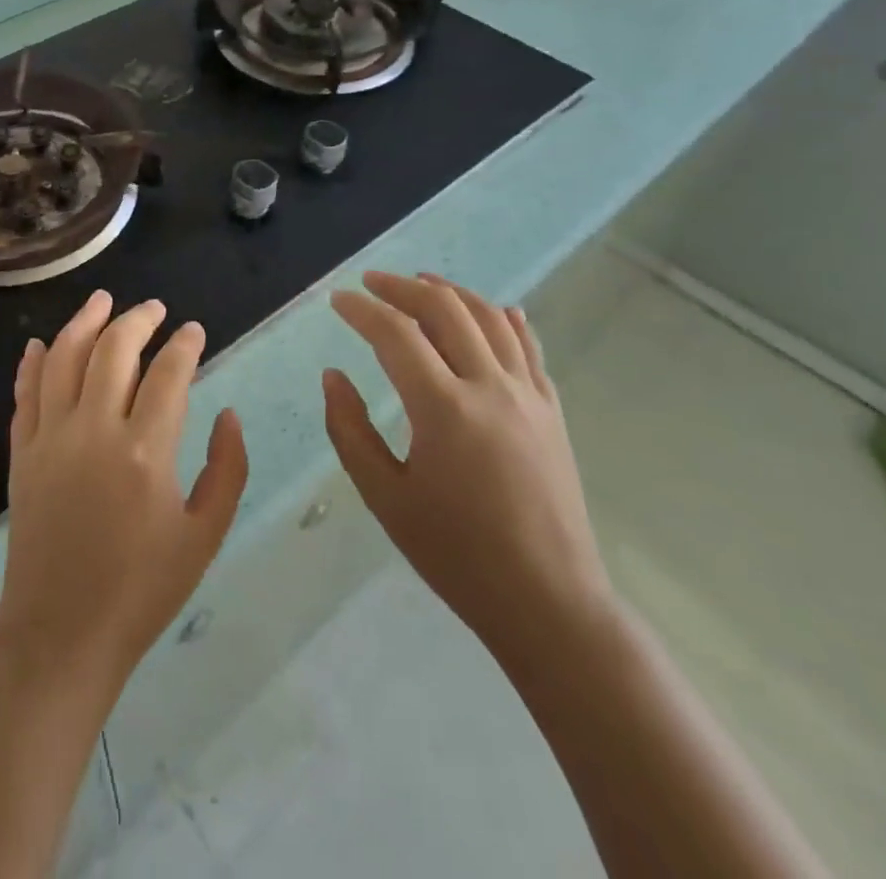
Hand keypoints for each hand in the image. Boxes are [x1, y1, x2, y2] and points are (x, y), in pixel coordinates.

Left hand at [0, 291, 248, 687]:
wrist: (61, 636)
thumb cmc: (142, 591)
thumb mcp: (205, 536)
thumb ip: (227, 469)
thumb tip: (228, 415)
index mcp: (145, 452)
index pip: (168, 374)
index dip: (185, 345)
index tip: (194, 331)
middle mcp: (93, 431)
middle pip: (113, 351)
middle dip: (137, 320)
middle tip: (155, 308)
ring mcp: (50, 439)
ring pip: (63, 358)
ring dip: (84, 322)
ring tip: (102, 300)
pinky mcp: (22, 454)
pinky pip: (25, 394)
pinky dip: (32, 363)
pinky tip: (40, 344)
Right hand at [323, 272, 613, 664]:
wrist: (547, 601)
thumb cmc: (456, 554)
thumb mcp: (385, 497)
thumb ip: (350, 429)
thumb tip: (333, 375)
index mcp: (443, 409)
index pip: (395, 334)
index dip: (361, 310)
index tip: (338, 300)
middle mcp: (489, 387)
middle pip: (445, 309)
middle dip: (402, 288)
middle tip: (372, 283)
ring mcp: (528, 395)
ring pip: (489, 318)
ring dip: (452, 292)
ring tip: (422, 282)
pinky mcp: (552, 411)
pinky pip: (529, 347)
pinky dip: (505, 319)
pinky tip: (495, 310)